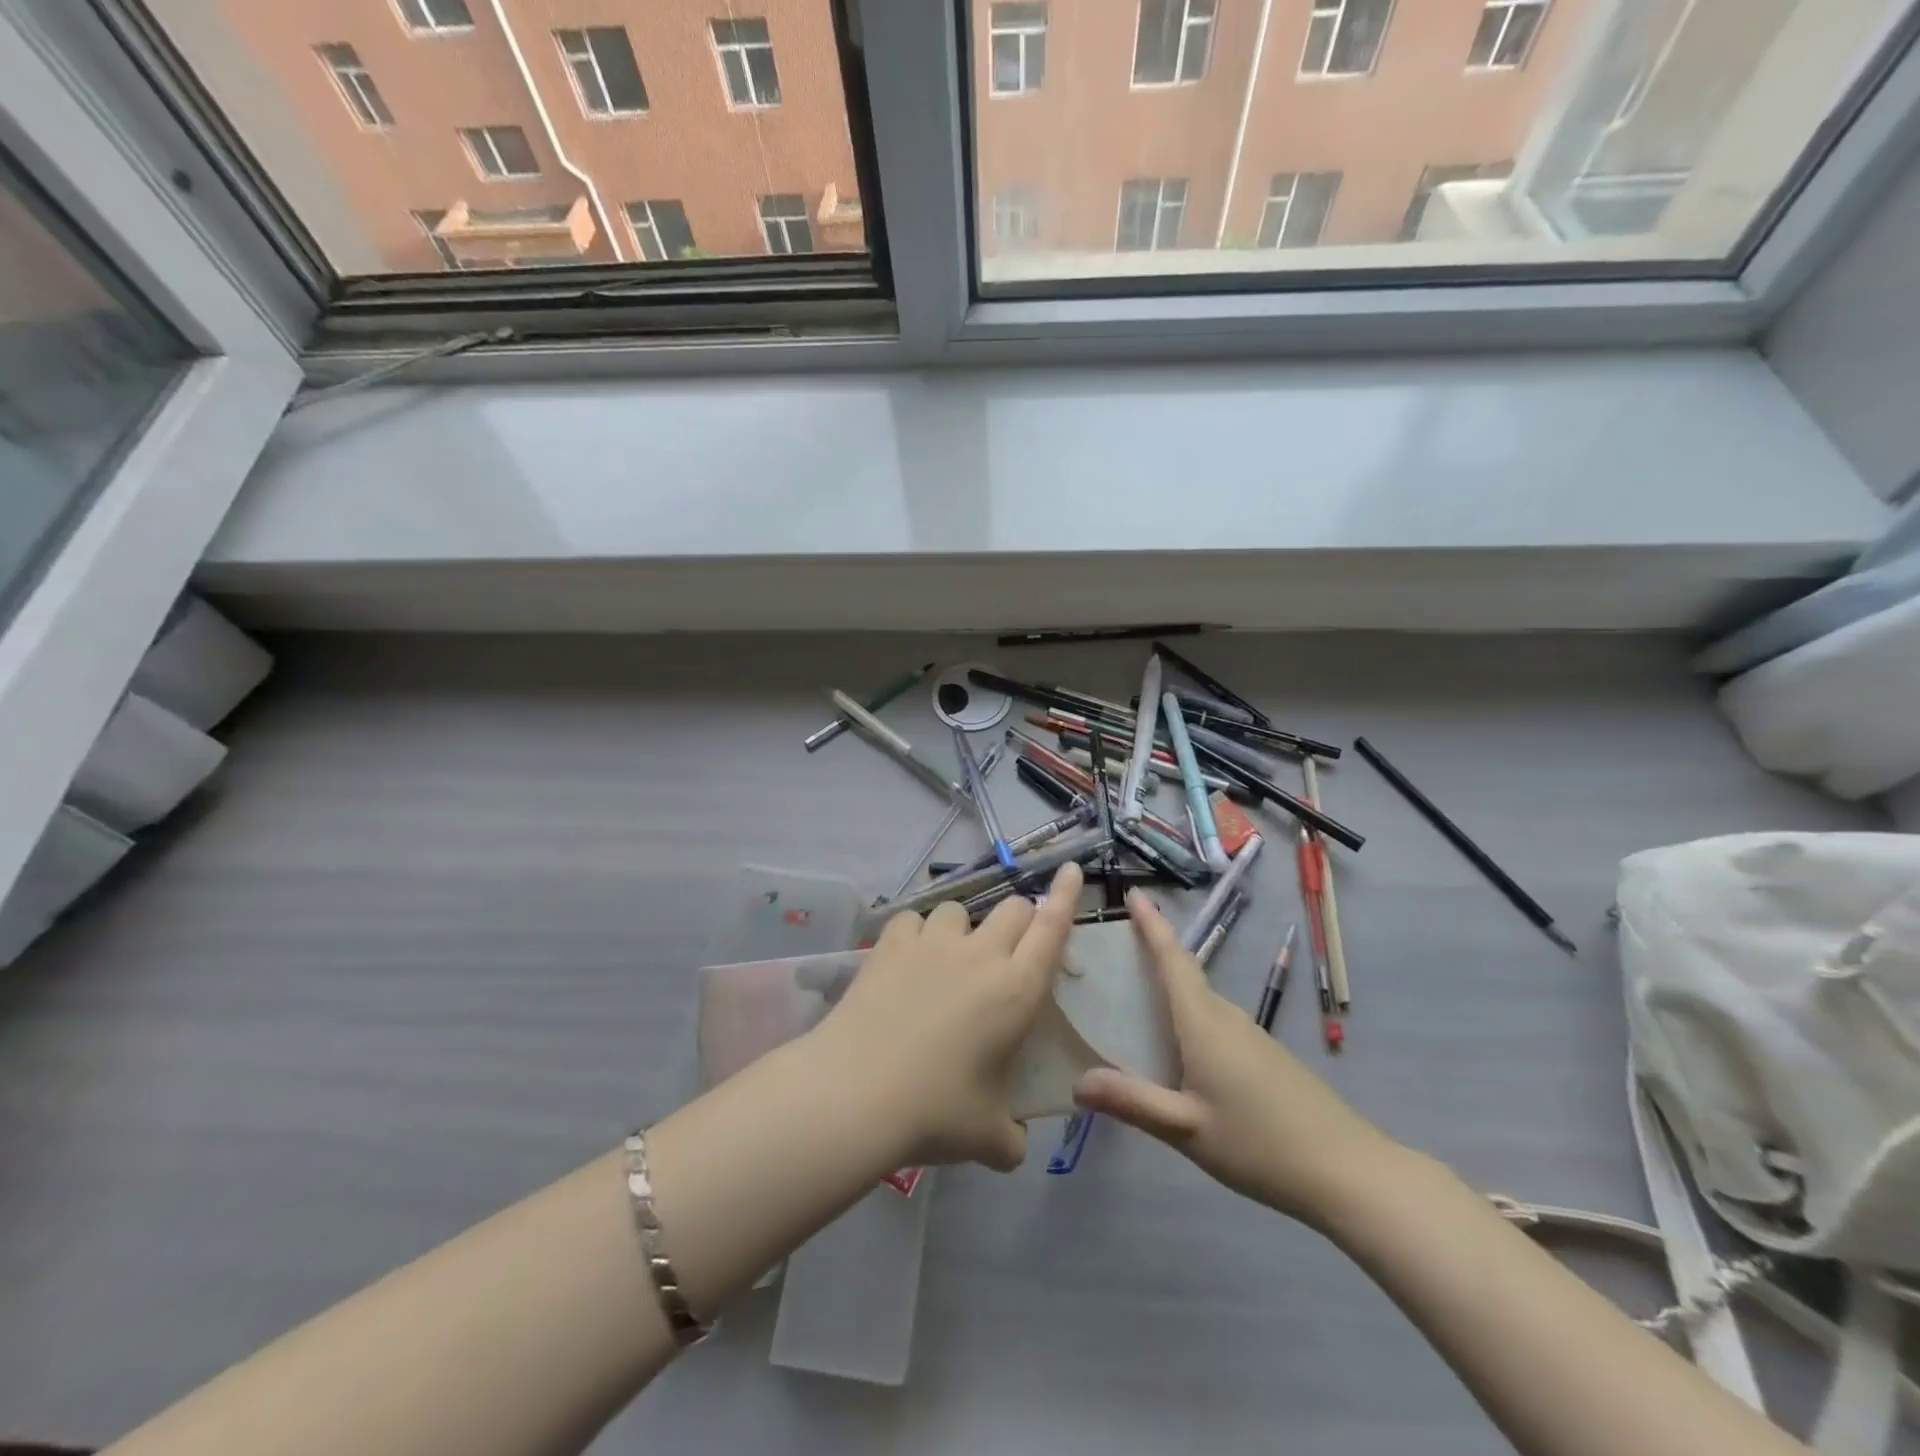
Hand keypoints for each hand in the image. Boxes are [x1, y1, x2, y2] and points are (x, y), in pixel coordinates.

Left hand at [810, 864, 1082, 1171]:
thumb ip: (1011, 1137)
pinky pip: (913, 918)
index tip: (1073, 870)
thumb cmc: (936, 1112)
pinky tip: (908, 958)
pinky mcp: (891, 944)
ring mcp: (932, 943)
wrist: (858, 1092)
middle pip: (1012, 909)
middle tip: (1007, 952)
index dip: (1067, 896)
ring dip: (964, 928)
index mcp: (1017, 990)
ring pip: (960, 909)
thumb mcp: (989, 1137)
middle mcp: (980, 955)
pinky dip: (917, 933)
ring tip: (948, 959)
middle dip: (1019, 921)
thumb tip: (1012, 1144)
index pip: (1052, 928)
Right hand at [1072, 889, 1398, 1225]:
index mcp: (1203, 1022)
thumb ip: (1132, 1102)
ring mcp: (1251, 1036)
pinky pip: (1214, 1022)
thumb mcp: (1186, 1128)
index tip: (1133, 894)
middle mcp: (1226, 1017)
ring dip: (1169, 988)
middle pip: (1184, 974)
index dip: (1151, 925)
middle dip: (1152, 953)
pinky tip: (1176, 1050)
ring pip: (1200, 1000)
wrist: (1348, 1171)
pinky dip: (1187, 1018)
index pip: (1172, 959)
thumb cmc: (1260, 1144)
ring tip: (1134, 998)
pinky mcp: (1264, 1057)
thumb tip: (1076, 1082)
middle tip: (1113, 952)